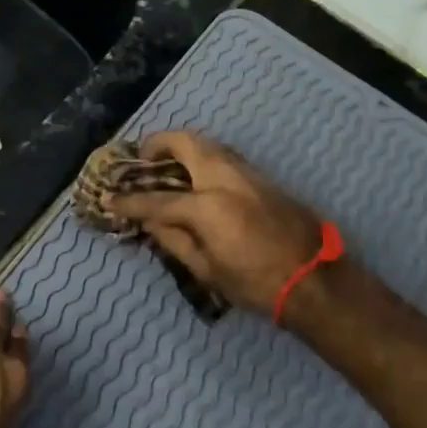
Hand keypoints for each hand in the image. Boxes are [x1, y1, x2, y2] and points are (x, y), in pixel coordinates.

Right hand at [108, 131, 323, 316]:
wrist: (316, 280)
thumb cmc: (257, 284)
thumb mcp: (208, 270)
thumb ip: (174, 240)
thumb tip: (150, 221)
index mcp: (208, 206)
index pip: (157, 199)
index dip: (129, 200)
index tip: (109, 198)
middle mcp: (226, 178)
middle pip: (186, 143)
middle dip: (159, 144)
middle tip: (143, 159)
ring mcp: (248, 174)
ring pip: (209, 144)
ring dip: (184, 147)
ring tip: (168, 165)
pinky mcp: (264, 178)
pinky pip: (225, 156)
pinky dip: (204, 157)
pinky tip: (198, 177)